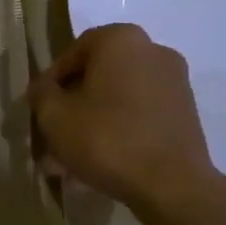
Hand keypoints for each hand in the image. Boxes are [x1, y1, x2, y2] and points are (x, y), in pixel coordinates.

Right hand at [28, 23, 218, 207]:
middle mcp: (152, 50)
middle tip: (53, 138)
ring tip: (70, 162)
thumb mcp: (55, 116)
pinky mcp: (186, 112)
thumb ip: (42, 94)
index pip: (73, 53)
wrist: (172, 185)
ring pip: (118, 100)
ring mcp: (174, 82)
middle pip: (98, 77)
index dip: (51, 82)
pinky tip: (99, 165)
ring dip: (92, 124)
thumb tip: (42, 88)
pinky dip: (118, 132)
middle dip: (72, 108)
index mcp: (120, 40)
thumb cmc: (106, 139)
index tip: (40, 109)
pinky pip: (140, 115)